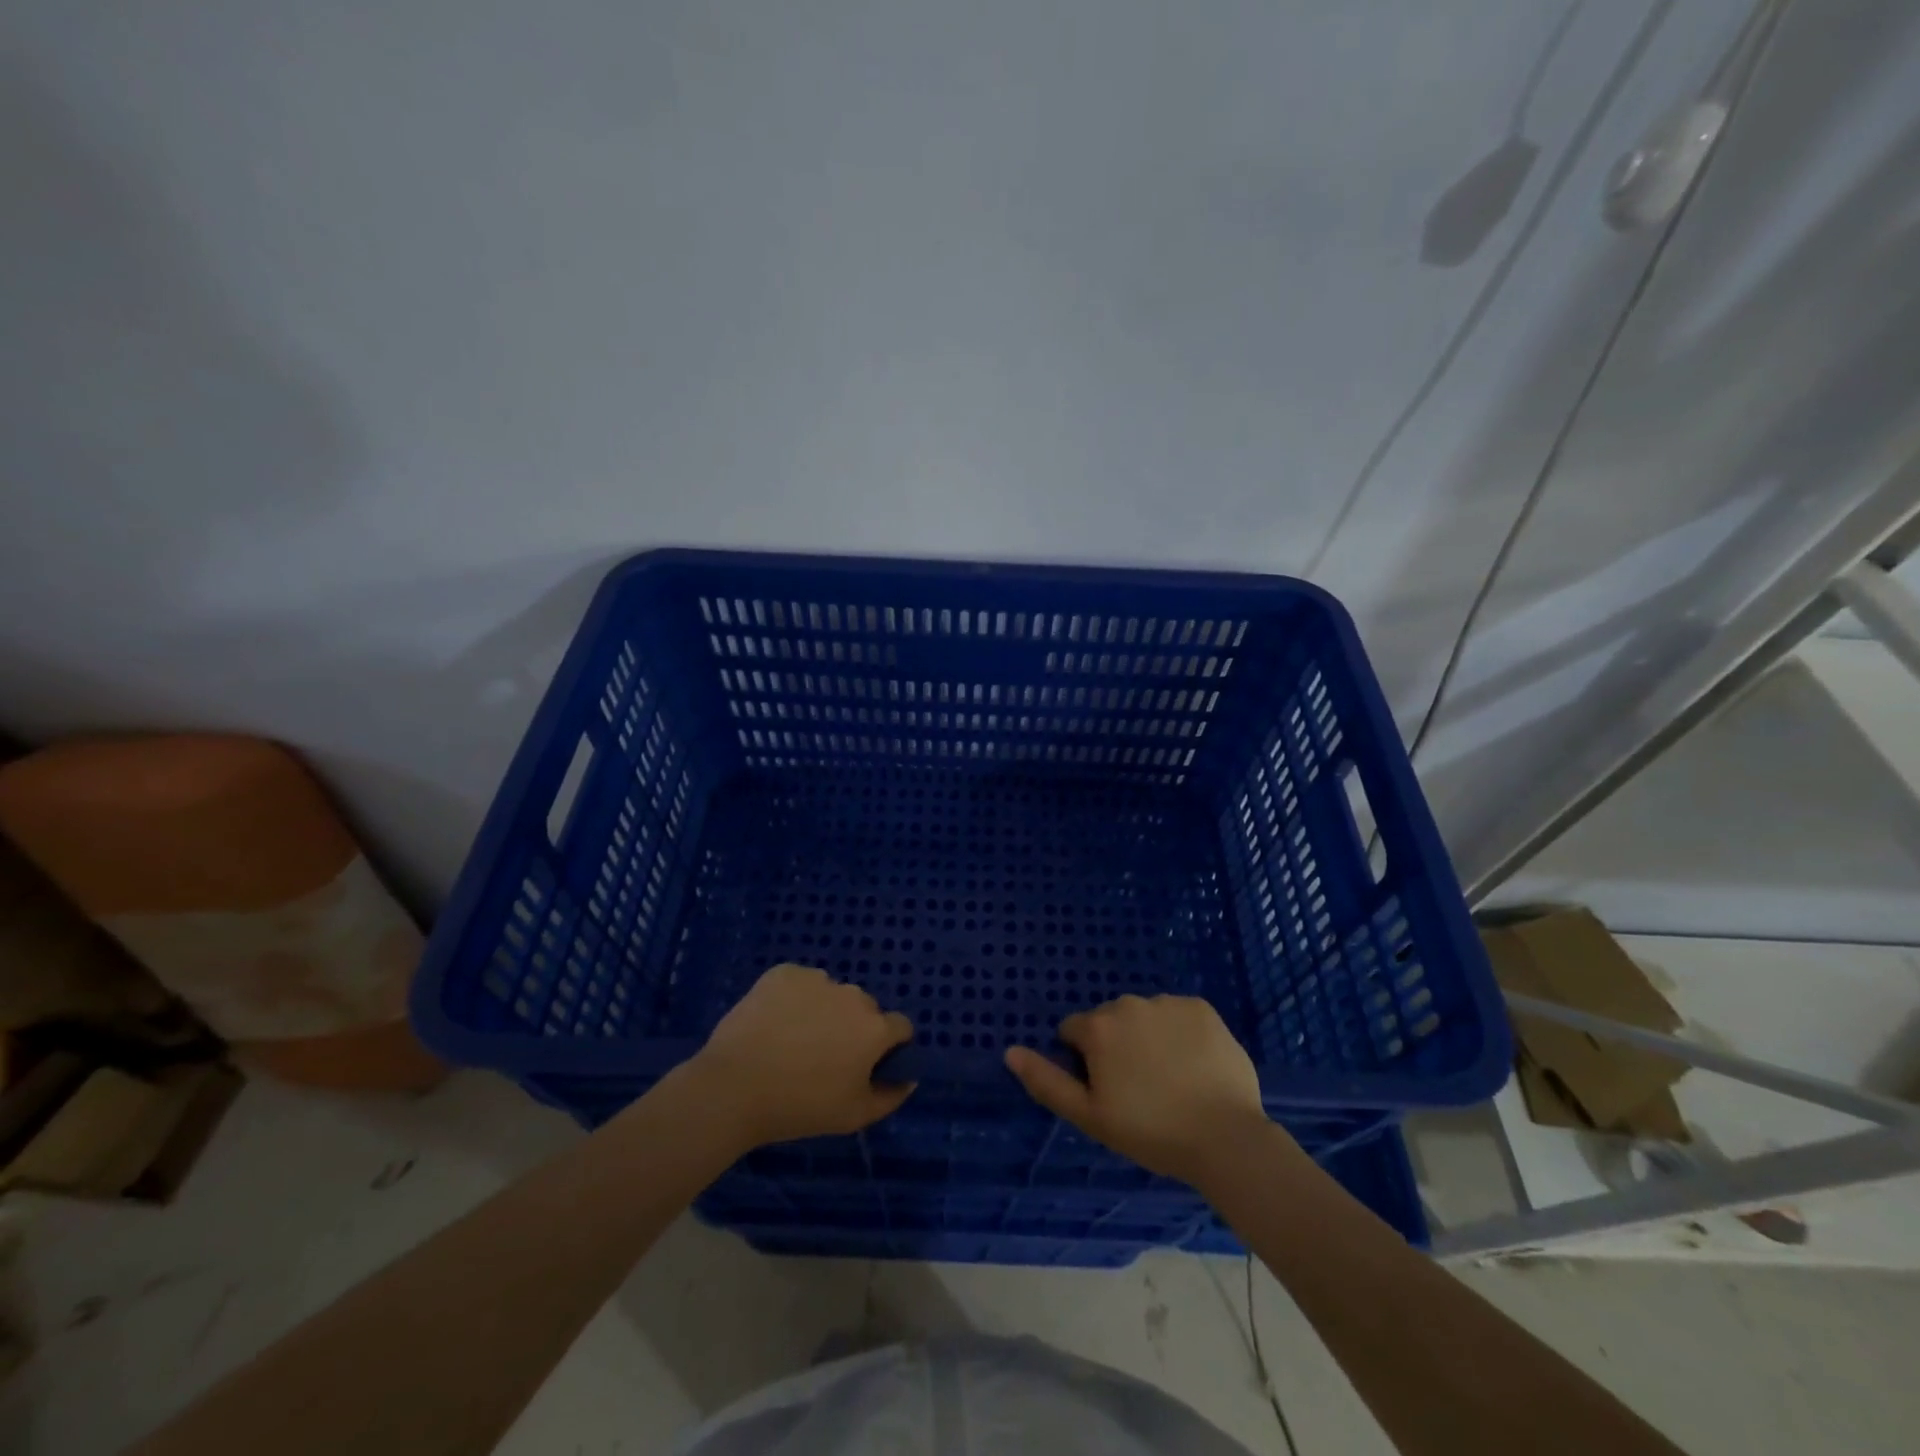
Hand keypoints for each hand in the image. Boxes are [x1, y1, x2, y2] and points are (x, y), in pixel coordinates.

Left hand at [685, 964, 914, 1149]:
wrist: (734, 1087)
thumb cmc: (799, 1106)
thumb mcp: (853, 1116)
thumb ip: (890, 1096)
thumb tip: (908, 1078)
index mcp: (874, 1028)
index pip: (900, 1027)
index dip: (888, 1046)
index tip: (867, 1065)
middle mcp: (853, 995)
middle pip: (864, 1008)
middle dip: (852, 1027)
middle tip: (824, 1057)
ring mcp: (817, 979)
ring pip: (831, 993)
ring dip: (823, 1010)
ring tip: (793, 1041)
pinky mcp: (784, 972)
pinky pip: (799, 983)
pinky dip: (793, 998)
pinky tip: (773, 1024)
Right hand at [1004, 994, 1278, 1186]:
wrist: (1226, 1138)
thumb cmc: (1150, 1131)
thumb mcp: (1089, 1116)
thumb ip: (1046, 1081)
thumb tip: (1010, 1051)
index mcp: (1098, 1027)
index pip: (1074, 1032)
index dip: (1084, 1063)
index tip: (1107, 1092)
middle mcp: (1129, 1003)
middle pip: (1109, 1021)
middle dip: (1116, 1046)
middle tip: (1139, 1089)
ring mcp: (1168, 1002)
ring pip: (1144, 1017)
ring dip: (1147, 1037)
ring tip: (1170, 1080)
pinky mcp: (1202, 1008)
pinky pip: (1178, 1015)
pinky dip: (1180, 1033)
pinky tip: (1193, 1065)